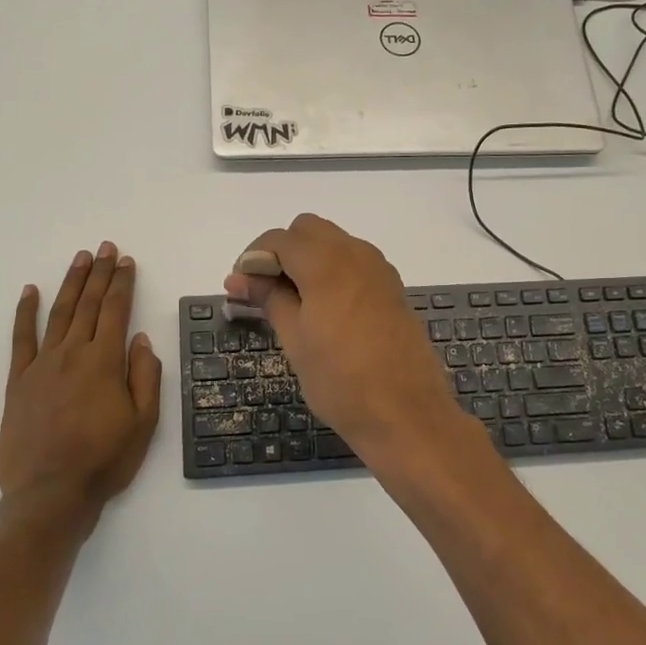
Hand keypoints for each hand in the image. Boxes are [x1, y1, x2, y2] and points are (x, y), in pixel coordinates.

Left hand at [0, 242, 161, 524]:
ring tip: (80, 259)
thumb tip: (141, 339)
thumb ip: (145, 377)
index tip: (126, 261)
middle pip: (89, 304)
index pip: (116, 311)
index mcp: (105, 362)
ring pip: (59, 313)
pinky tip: (30, 291)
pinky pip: (21, 338)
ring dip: (71, 283)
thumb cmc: (105, 460)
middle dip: (100, 274)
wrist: (50, 493)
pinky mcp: (18, 381)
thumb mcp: (143, 423)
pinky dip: (25, 312)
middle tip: (106, 248)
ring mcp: (41, 365)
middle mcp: (72, 354)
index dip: (122, 283)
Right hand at [224, 214, 468, 460]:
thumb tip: (239, 278)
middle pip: (308, 230)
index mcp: (327, 263)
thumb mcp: (295, 340)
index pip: (280, 239)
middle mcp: (356, 254)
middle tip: (264, 290)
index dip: (253, 258)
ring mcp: (379, 270)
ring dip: (308, 259)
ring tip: (291, 302)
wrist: (406, 414)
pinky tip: (323, 309)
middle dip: (281, 251)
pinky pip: (355, 262)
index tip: (240, 287)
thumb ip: (269, 298)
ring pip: (334, 243)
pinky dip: (332, 271)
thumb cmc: (341, 381)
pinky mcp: (392, 288)